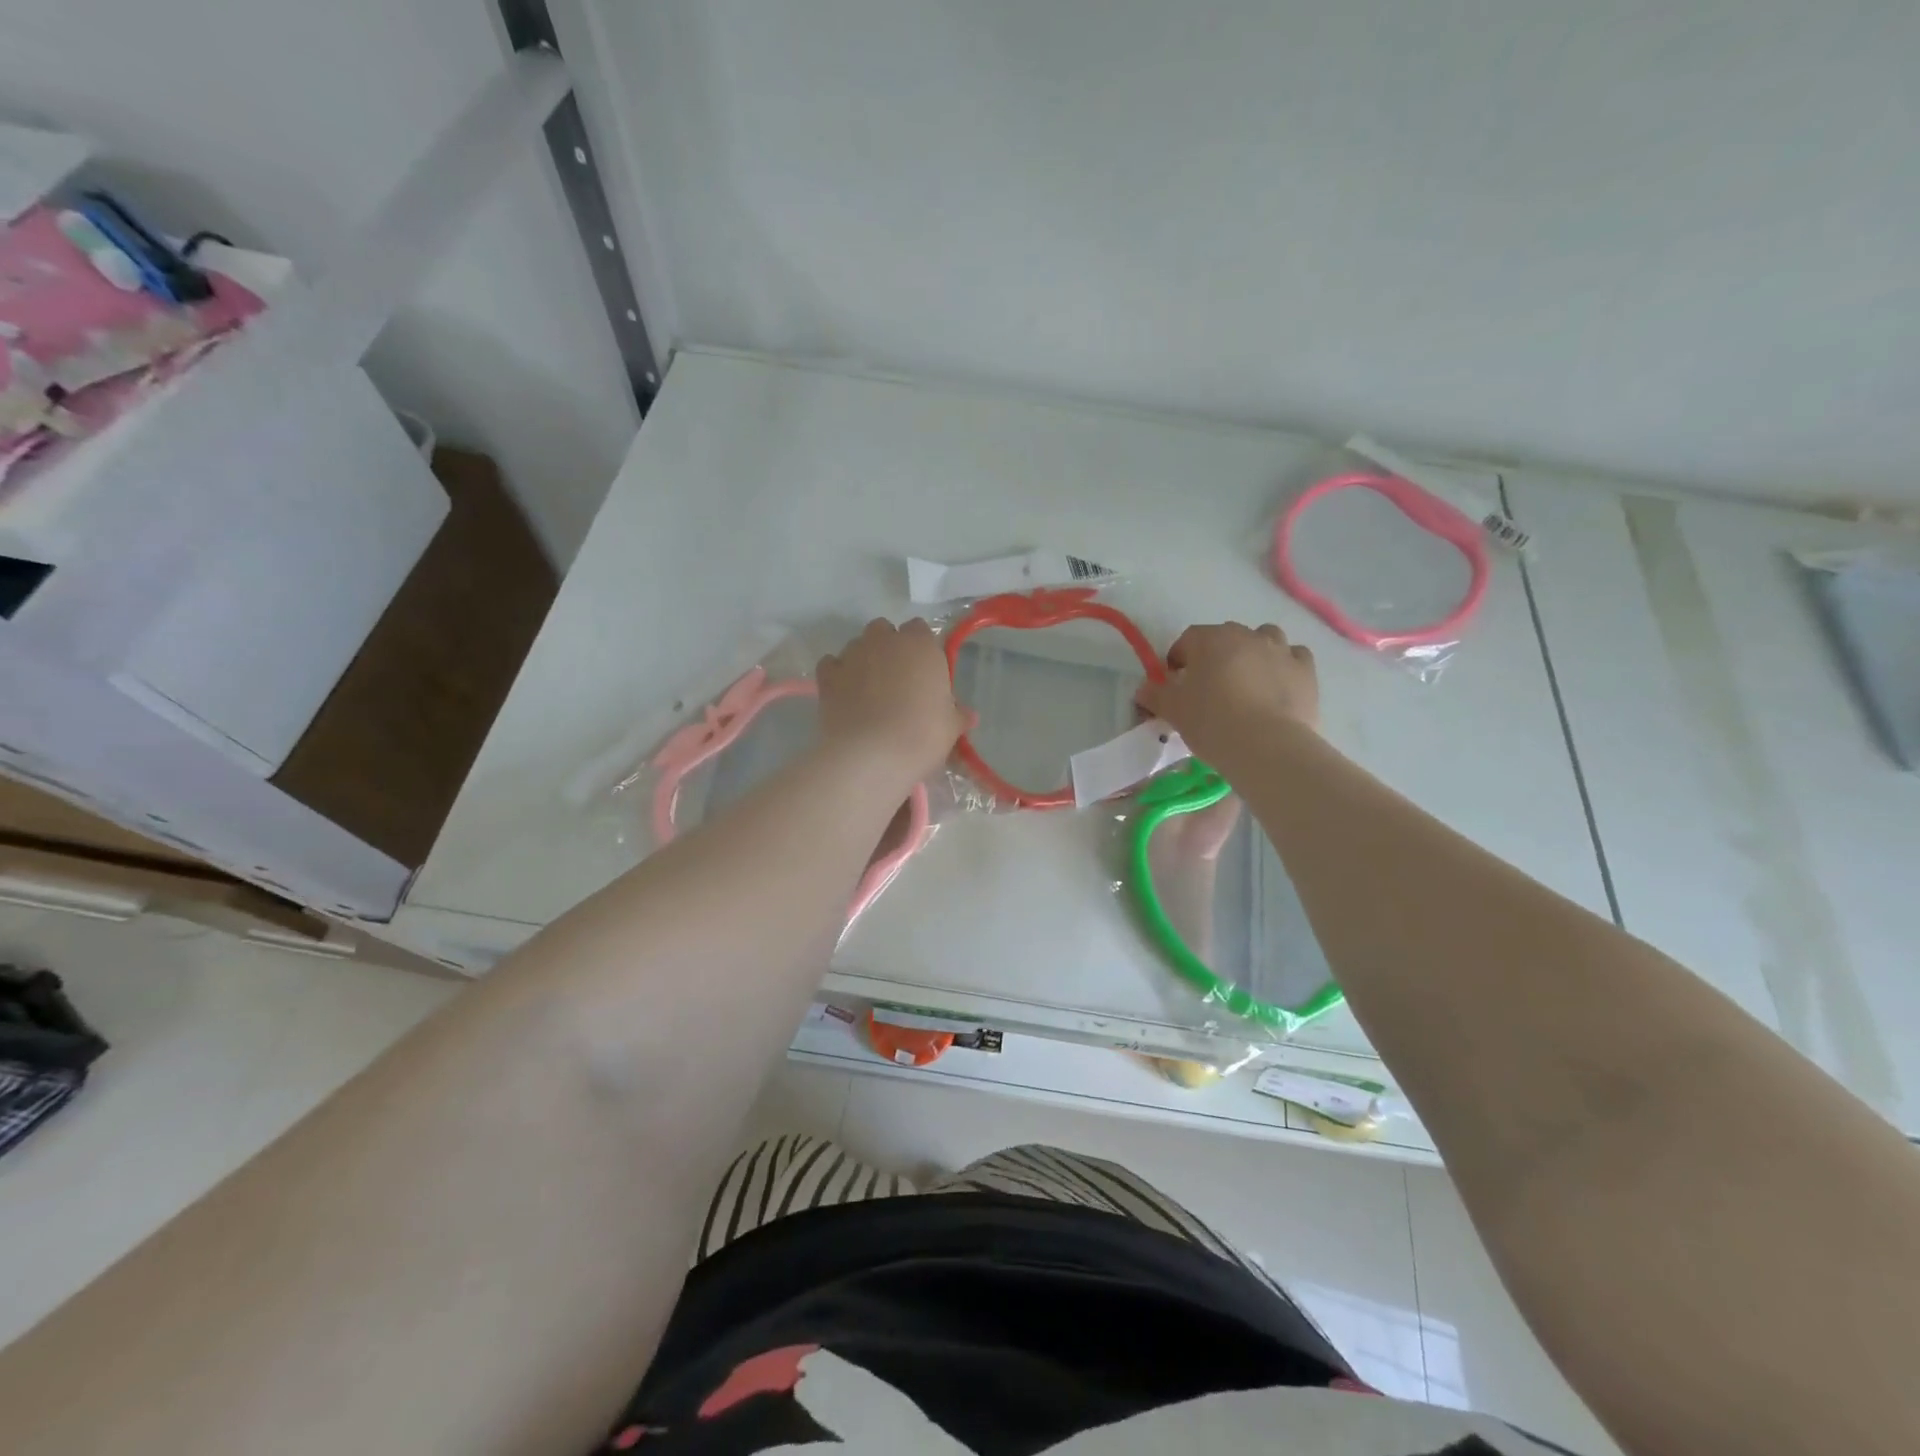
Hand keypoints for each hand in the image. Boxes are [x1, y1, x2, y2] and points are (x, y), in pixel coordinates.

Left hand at [816, 618, 968, 780]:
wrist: (871, 756)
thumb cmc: (921, 735)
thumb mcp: (950, 728)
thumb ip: (958, 715)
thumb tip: (968, 715)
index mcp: (920, 645)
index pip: (920, 630)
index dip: (921, 649)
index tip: (924, 673)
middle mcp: (884, 641)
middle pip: (885, 631)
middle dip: (889, 648)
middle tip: (897, 680)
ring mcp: (852, 655)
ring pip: (857, 645)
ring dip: (864, 660)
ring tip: (869, 691)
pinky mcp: (827, 675)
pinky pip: (831, 664)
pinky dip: (837, 674)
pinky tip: (845, 694)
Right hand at [1135, 622, 1318, 762]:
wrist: (1267, 746)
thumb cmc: (1212, 722)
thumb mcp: (1173, 710)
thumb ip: (1155, 695)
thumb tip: (1144, 689)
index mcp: (1211, 639)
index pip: (1187, 640)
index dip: (1178, 660)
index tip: (1174, 685)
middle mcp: (1247, 635)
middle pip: (1226, 638)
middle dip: (1215, 656)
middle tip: (1209, 688)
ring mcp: (1281, 650)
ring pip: (1264, 639)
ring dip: (1253, 653)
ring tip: (1246, 683)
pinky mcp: (1306, 671)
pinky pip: (1293, 657)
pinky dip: (1284, 666)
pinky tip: (1277, 687)